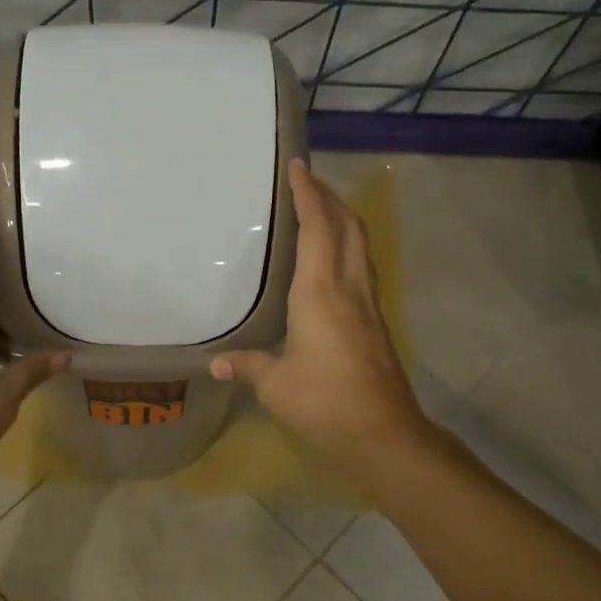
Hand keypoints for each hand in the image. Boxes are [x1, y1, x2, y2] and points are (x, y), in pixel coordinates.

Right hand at [211, 159, 428, 474]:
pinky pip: (361, 266)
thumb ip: (247, 366)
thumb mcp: (276, 386)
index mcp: (320, 292)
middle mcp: (348, 288)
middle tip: (306, 181)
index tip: (298, 166)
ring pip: (360, 244)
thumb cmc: (325, 403)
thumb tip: (216, 362)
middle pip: (347, 226)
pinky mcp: (376, 321)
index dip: (308, 194)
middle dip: (329, 197)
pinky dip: (347, 245)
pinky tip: (332, 258)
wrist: (384, 433)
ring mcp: (368, 303)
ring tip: (320, 208)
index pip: (317, 228)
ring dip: (342, 218)